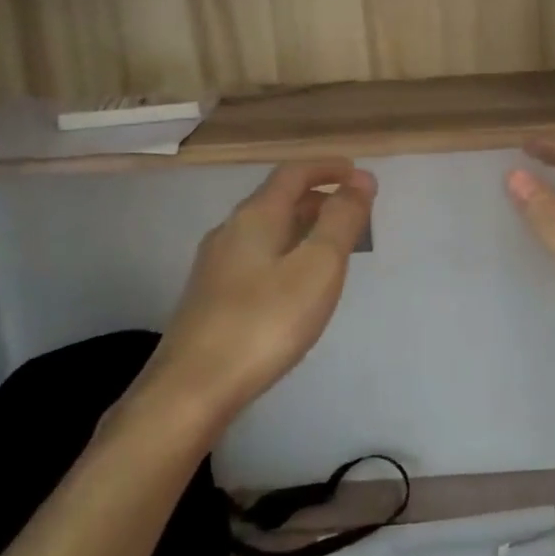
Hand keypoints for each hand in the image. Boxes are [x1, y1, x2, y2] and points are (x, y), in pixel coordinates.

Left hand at [145, 160, 376, 422]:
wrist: (193, 387)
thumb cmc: (265, 322)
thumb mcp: (317, 267)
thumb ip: (341, 220)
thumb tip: (361, 179)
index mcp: (256, 216)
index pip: (294, 173)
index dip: (327, 168)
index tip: (358, 173)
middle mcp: (230, 230)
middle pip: (278, 199)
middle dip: (318, 199)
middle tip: (353, 214)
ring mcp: (215, 264)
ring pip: (266, 229)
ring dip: (302, 227)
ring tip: (331, 248)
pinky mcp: (210, 295)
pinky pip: (256, 256)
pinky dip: (285, 252)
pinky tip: (294, 284)